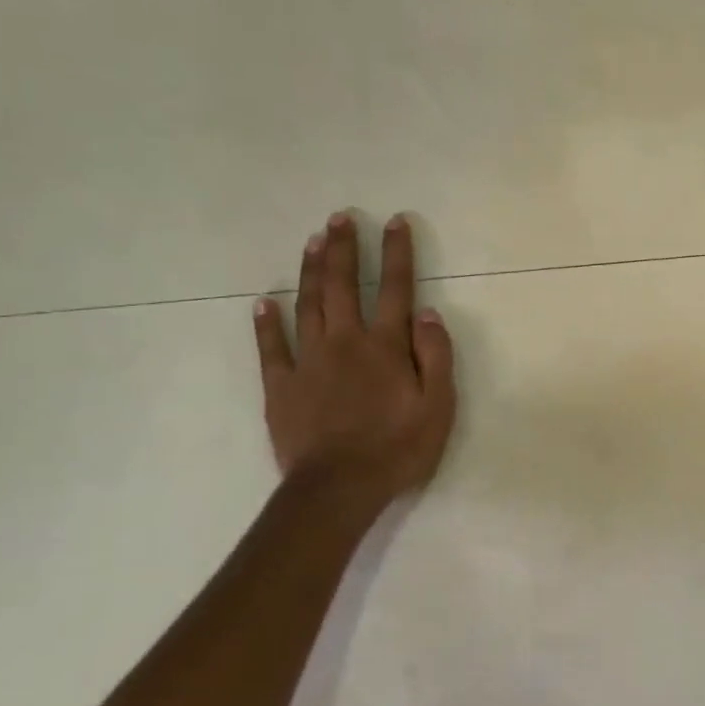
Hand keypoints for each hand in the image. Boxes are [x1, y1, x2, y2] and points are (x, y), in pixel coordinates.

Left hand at [253, 211, 456, 506]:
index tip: (395, 222)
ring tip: (313, 241)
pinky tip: (265, 301)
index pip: (395, 289)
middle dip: (344, 249)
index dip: (397, 254)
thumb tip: (428, 312)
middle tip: (340, 218)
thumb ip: (435, 356)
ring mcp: (308, 362)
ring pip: (308, 305)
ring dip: (311, 271)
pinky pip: (271, 347)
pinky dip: (268, 322)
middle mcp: (345, 342)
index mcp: (386, 347)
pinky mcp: (281, 386)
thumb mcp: (438, 406)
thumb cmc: (399, 448)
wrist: (340, 487)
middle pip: (343, 286)